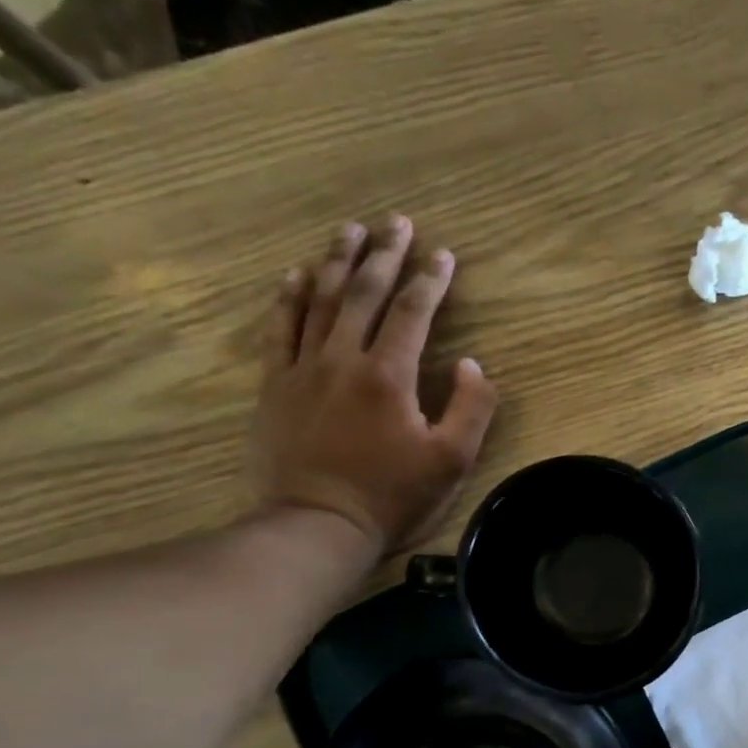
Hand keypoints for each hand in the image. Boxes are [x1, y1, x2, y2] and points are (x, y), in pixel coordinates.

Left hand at [250, 215, 498, 554]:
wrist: (317, 525)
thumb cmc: (392, 496)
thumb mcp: (452, 460)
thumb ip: (471, 408)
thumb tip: (472, 364)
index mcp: (389, 375)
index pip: (412, 312)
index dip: (430, 280)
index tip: (443, 254)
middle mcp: (343, 359)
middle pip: (363, 293)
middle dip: (383, 254)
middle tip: (395, 221)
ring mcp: (303, 369)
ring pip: (320, 300)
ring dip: (337, 261)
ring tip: (349, 230)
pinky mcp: (276, 385)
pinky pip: (280, 328)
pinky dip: (289, 297)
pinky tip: (296, 274)